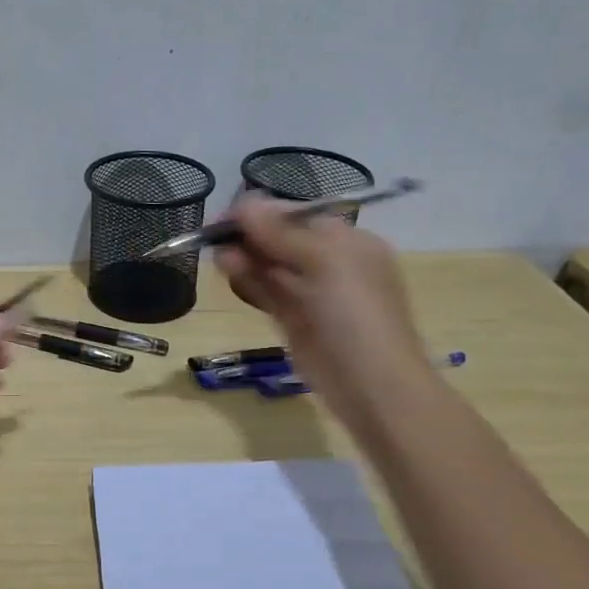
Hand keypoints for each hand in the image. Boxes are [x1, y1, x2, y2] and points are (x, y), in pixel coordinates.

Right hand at [214, 196, 428, 439]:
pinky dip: (247, 281)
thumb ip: (280, 233)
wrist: (371, 385)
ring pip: (269, 266)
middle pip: (279, 239)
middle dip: (249, 236)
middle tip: (216, 239)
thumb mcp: (323, 261)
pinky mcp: (293, 319)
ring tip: (220, 258)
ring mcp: (310, 293)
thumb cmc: (355, 314)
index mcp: (346, 241)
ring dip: (244, 258)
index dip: (261, 213)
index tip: (226, 217)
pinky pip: (266, 292)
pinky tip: (229, 273)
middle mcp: (329, 263)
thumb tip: (246, 203)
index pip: (295, 216)